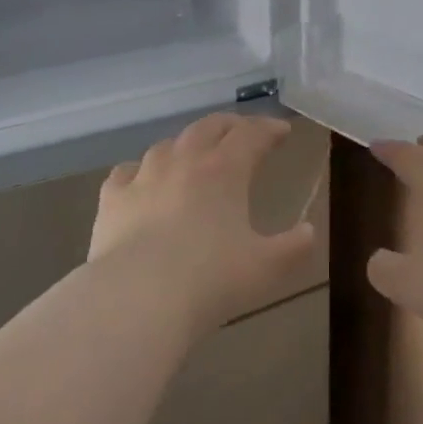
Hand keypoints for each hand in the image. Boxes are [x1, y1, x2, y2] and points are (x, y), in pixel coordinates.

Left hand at [92, 113, 317, 335]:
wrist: (138, 297)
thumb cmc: (210, 280)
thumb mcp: (266, 268)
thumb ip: (293, 248)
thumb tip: (309, 232)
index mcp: (224, 170)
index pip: (251, 134)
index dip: (269, 128)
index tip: (282, 131)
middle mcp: (184, 161)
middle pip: (209, 127)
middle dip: (230, 125)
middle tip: (243, 132)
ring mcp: (144, 176)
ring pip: (168, 144)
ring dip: (187, 143)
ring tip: (195, 154)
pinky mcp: (112, 198)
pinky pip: (126, 171)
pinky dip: (140, 170)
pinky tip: (141, 179)